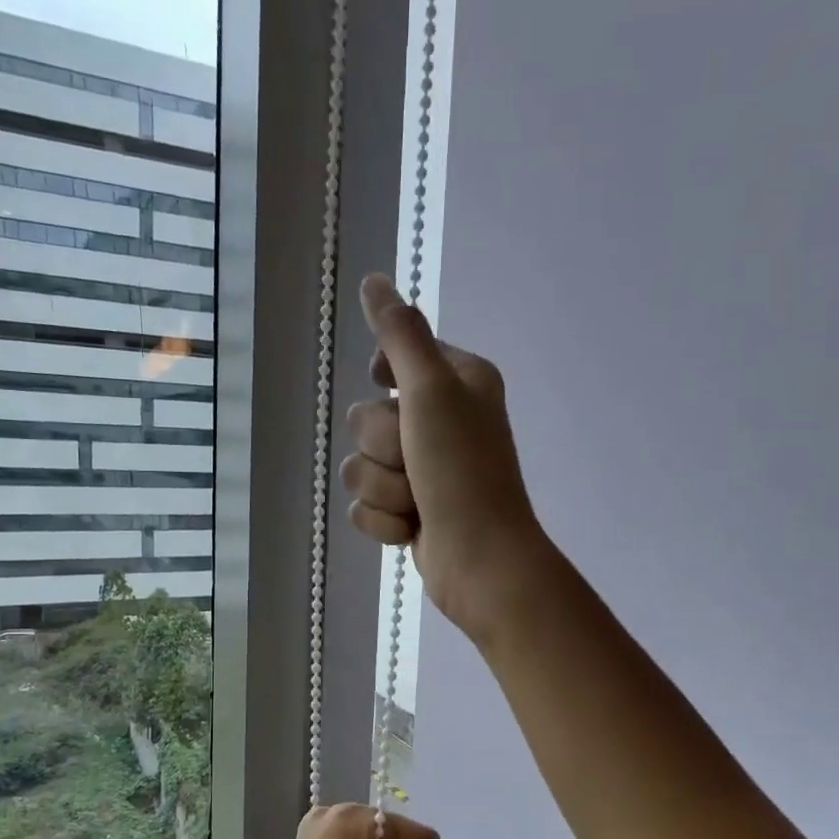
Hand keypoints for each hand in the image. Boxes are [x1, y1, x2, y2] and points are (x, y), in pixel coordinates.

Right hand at [343, 273, 550, 641]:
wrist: (479, 559)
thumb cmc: (461, 470)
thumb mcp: (432, 390)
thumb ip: (400, 335)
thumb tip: (373, 279)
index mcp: (457, 383)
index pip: (392, 359)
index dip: (385, 380)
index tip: (396, 393)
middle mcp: (441, 421)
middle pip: (365, 418)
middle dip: (384, 447)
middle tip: (418, 461)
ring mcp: (423, 471)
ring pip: (359, 465)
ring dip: (383, 487)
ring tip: (416, 502)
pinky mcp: (408, 510)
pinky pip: (364, 504)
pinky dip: (383, 520)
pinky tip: (410, 528)